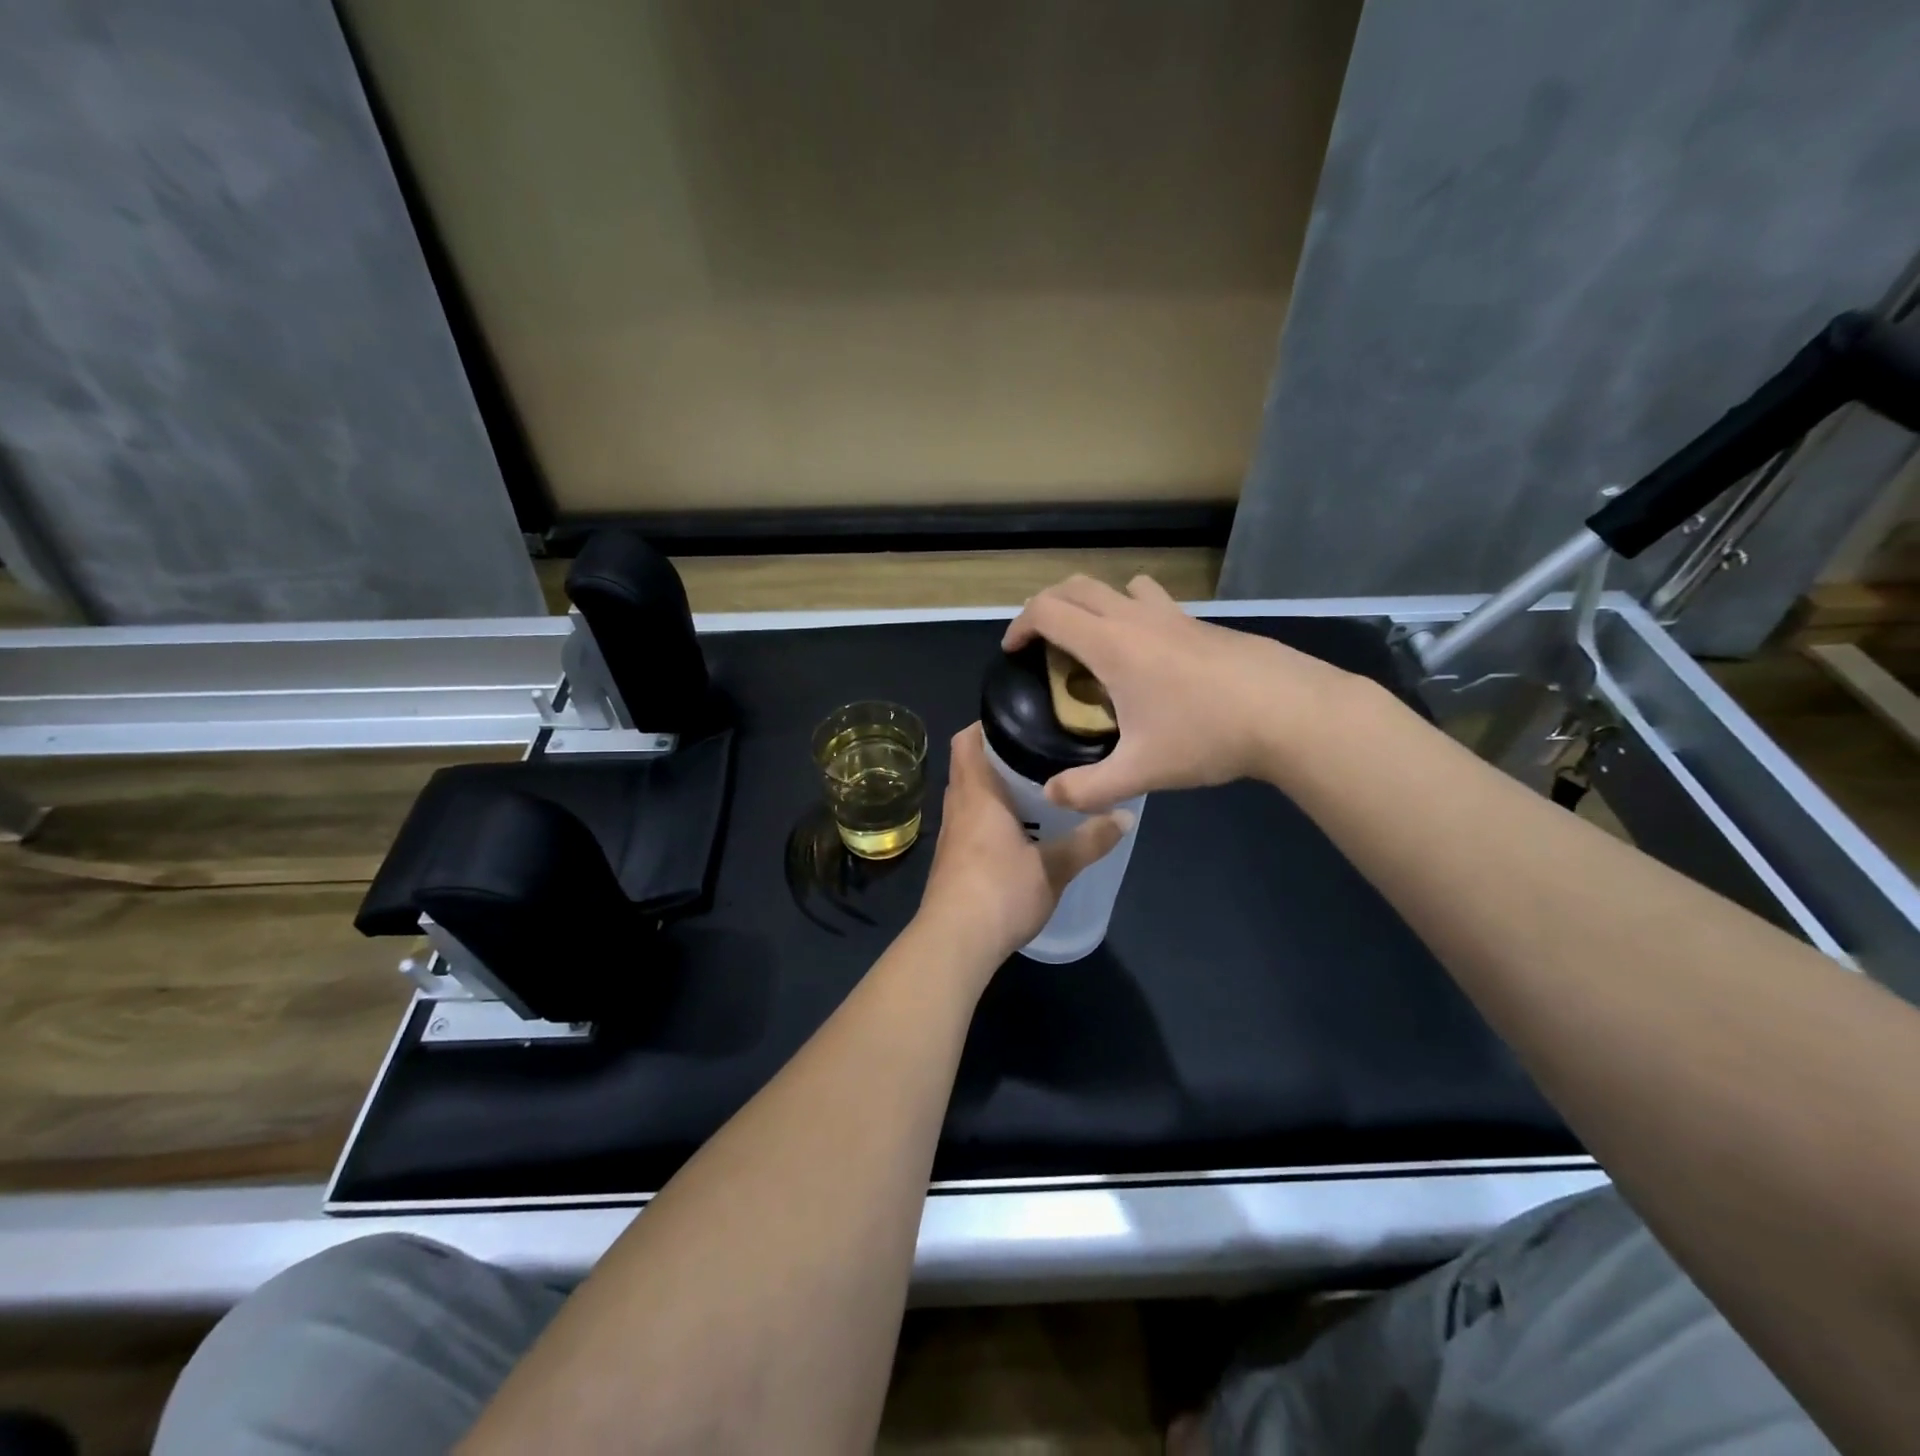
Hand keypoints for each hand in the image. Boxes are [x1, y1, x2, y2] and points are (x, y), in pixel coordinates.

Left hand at [916, 725, 1128, 963]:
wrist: (954, 943)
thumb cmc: (1000, 891)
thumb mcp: (1054, 867)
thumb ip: (1089, 840)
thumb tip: (1127, 817)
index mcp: (977, 795)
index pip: (967, 741)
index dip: (986, 726)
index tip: (1020, 721)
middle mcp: (957, 808)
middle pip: (969, 767)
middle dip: (999, 757)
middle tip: (1040, 755)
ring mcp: (950, 837)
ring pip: (969, 798)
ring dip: (995, 791)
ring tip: (1036, 790)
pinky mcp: (951, 863)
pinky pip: (969, 825)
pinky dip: (989, 819)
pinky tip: (1018, 834)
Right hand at [1002, 575, 1363, 811]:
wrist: (1291, 712)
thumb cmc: (1208, 735)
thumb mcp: (1141, 771)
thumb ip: (1089, 788)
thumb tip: (1051, 794)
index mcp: (1112, 645)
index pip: (1048, 611)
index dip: (1020, 625)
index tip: (1013, 652)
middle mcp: (1137, 619)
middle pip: (1078, 587)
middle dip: (1049, 606)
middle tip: (1042, 642)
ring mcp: (1175, 616)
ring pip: (1122, 586)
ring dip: (1097, 604)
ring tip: (1097, 644)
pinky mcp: (1204, 624)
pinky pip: (1155, 604)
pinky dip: (1134, 616)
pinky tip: (1152, 662)